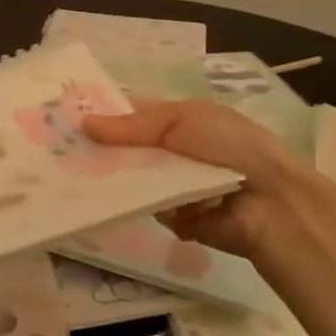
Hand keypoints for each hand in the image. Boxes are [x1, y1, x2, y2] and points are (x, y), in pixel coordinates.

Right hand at [82, 99, 335, 264]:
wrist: (272, 202)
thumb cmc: (230, 147)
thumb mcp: (182, 120)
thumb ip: (132, 125)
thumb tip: (83, 123)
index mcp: (175, 122)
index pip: (129, 117)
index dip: (101, 118)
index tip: (67, 122)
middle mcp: (171, 152)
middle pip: (125, 150)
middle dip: (101, 152)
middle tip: (63, 154)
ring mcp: (172, 186)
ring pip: (131, 181)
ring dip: (118, 181)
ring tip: (83, 179)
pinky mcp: (175, 217)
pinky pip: (146, 208)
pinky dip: (144, 206)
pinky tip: (128, 203)